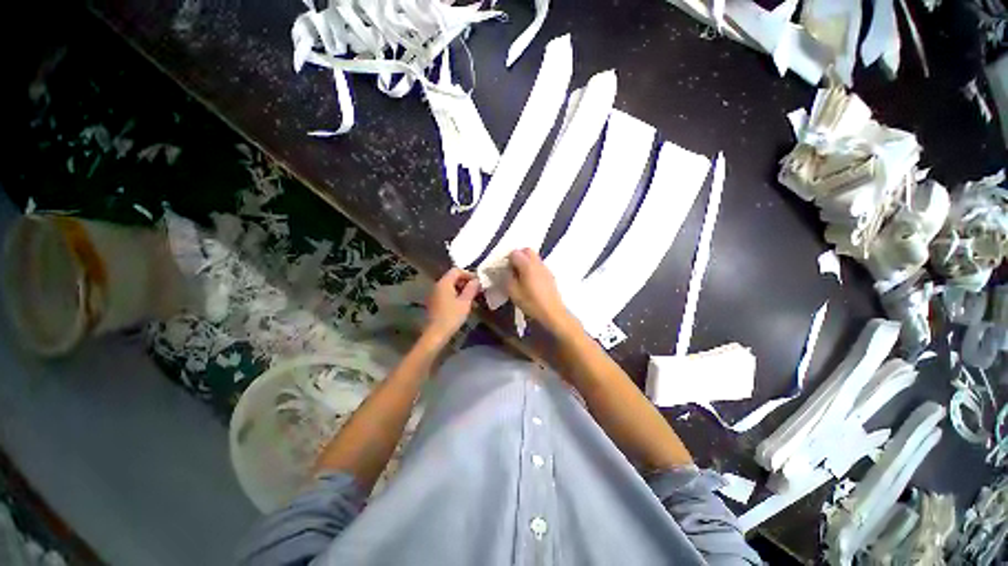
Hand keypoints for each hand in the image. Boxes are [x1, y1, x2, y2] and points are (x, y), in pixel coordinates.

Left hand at [424, 268, 480, 344]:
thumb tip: (476, 280)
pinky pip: (447, 293)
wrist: (436, 334)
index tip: (478, 282)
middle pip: (452, 277)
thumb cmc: (451, 317)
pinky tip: (463, 304)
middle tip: (477, 290)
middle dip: (465, 282)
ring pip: (450, 286)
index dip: (468, 274)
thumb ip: (471, 289)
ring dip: (462, 289)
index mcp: (444, 283)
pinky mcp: (435, 302)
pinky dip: (456, 295)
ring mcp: (435, 294)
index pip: (456, 270)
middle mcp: (438, 286)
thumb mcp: (465, 302)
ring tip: (472, 298)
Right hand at [505, 249, 576, 334]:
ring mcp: (545, 268)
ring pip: (534, 257)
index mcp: (527, 265)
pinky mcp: (550, 275)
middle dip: (518, 256)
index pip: (515, 253)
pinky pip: (539, 265)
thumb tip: (504, 270)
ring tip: (520, 276)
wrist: (552, 312)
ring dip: (525, 262)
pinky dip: (532, 268)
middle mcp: (537, 263)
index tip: (504, 269)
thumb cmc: (531, 302)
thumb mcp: (513, 292)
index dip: (507, 259)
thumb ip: (506, 278)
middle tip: (512, 269)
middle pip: (526, 250)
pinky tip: (530, 281)